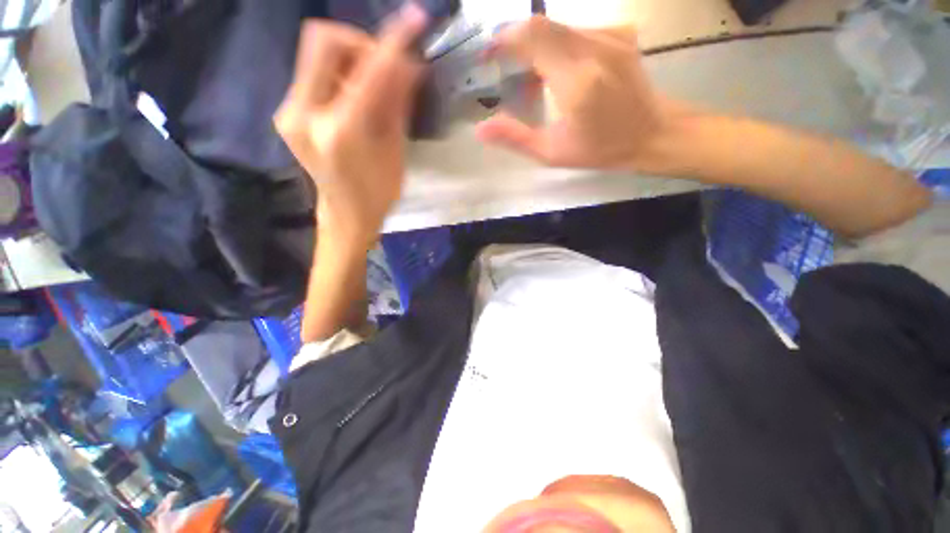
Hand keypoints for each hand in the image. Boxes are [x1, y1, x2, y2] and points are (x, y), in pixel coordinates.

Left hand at [275, 5, 426, 250]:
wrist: (346, 214)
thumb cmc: (379, 192)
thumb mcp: (395, 150)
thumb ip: (397, 102)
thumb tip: (410, 64)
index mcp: (341, 133)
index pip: (368, 71)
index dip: (392, 42)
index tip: (413, 19)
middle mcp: (305, 115)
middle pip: (323, 41)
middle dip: (359, 42)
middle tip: (382, 65)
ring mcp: (289, 113)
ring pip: (315, 55)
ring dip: (350, 61)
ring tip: (371, 88)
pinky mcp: (286, 113)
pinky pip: (313, 75)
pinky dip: (339, 76)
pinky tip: (354, 97)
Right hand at [476, 16, 682, 172]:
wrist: (653, 133)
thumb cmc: (600, 149)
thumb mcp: (551, 153)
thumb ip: (514, 138)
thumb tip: (481, 128)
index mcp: (576, 80)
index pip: (532, 37)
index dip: (503, 39)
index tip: (487, 57)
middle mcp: (594, 47)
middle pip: (541, 24)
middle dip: (514, 42)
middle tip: (504, 69)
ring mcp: (609, 35)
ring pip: (557, 26)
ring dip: (535, 47)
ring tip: (530, 81)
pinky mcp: (617, 32)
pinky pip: (574, 30)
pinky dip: (555, 47)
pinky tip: (555, 73)